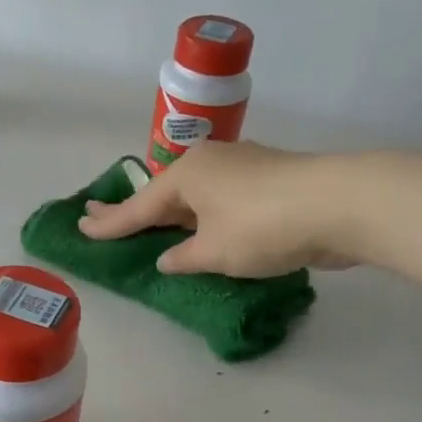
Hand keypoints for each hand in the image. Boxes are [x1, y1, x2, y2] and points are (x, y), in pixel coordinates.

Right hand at [77, 141, 361, 275]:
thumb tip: (168, 257)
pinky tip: (201, 228)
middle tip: (101, 216)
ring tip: (149, 225)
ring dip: (172, 213)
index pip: (138, 207)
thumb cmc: (262, 227)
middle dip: (135, 210)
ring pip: (194, 195)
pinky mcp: (268, 181)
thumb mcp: (213, 252)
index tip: (81, 225)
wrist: (340, 204)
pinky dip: (203, 217)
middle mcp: (210, 164)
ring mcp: (241, 169)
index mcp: (187, 175)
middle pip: (163, 194)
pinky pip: (219, 201)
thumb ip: (184, 257)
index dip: (110, 223)